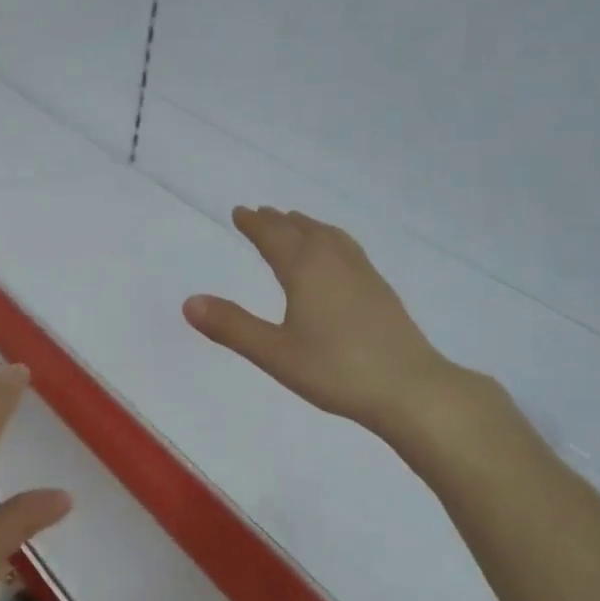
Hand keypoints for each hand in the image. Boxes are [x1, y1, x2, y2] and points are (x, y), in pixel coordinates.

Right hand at [183, 206, 478, 438]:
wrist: (410, 388)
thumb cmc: (336, 370)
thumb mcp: (275, 352)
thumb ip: (232, 327)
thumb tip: (189, 302)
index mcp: (306, 270)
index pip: (274, 237)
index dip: (254, 224)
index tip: (239, 211)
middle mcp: (335, 262)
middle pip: (302, 231)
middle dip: (278, 221)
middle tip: (261, 214)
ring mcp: (363, 274)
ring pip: (330, 237)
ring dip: (307, 226)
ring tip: (296, 223)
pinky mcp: (381, 291)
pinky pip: (348, 250)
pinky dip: (331, 241)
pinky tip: (337, 259)